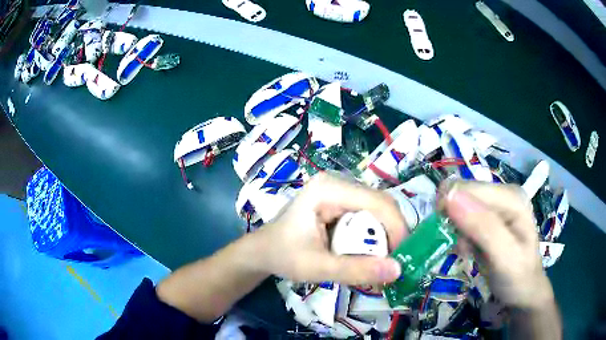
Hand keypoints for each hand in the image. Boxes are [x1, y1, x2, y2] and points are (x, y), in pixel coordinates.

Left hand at [255, 172, 407, 284]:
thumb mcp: (316, 267)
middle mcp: (337, 183)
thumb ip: (355, 270)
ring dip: (384, 235)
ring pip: (377, 209)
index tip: (400, 257)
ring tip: (383, 259)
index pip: (377, 202)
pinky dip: (374, 234)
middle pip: (380, 203)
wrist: (262, 251)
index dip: (396, 228)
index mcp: (328, 189)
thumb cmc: (283, 255)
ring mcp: (338, 191)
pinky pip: (367, 215)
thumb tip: (397, 271)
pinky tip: (369, 251)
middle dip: (392, 233)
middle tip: (393, 261)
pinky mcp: (339, 202)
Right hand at [440, 181, 554, 308]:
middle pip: (462, 195)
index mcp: (510, 196)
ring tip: (469, 252)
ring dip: (457, 232)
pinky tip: (470, 250)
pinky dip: (461, 237)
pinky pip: (463, 220)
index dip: (450, 209)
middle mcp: (503, 194)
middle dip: (455, 223)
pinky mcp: (489, 219)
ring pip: (460, 208)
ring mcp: (496, 206)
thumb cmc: (518, 277)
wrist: (523, 292)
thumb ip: (483, 227)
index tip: (451, 238)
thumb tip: (450, 196)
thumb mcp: (504, 256)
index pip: (467, 188)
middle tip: (464, 248)